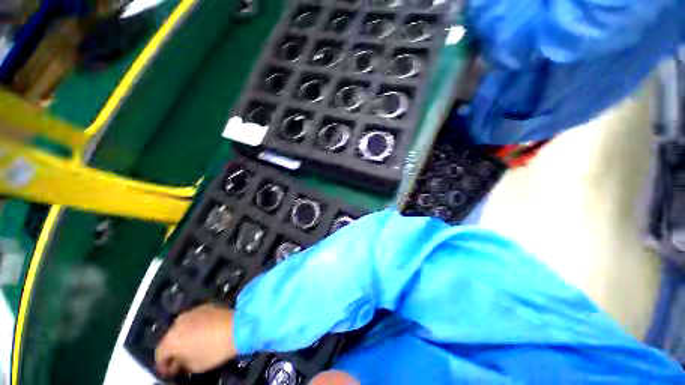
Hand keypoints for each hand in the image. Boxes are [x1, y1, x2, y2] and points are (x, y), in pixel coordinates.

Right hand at [155, 304, 237, 376]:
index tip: (169, 372)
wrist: (237, 325)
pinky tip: (202, 333)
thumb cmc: (214, 350)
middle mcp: (177, 323)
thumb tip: (177, 363)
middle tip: (180, 359)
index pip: (159, 354)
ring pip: (181, 327)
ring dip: (183, 337)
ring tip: (192, 345)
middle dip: (173, 350)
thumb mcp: (194, 366)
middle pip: (169, 339)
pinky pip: (193, 319)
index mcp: (170, 339)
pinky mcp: (205, 306)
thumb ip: (181, 365)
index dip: (163, 366)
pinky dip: (194, 327)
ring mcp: (191, 312)